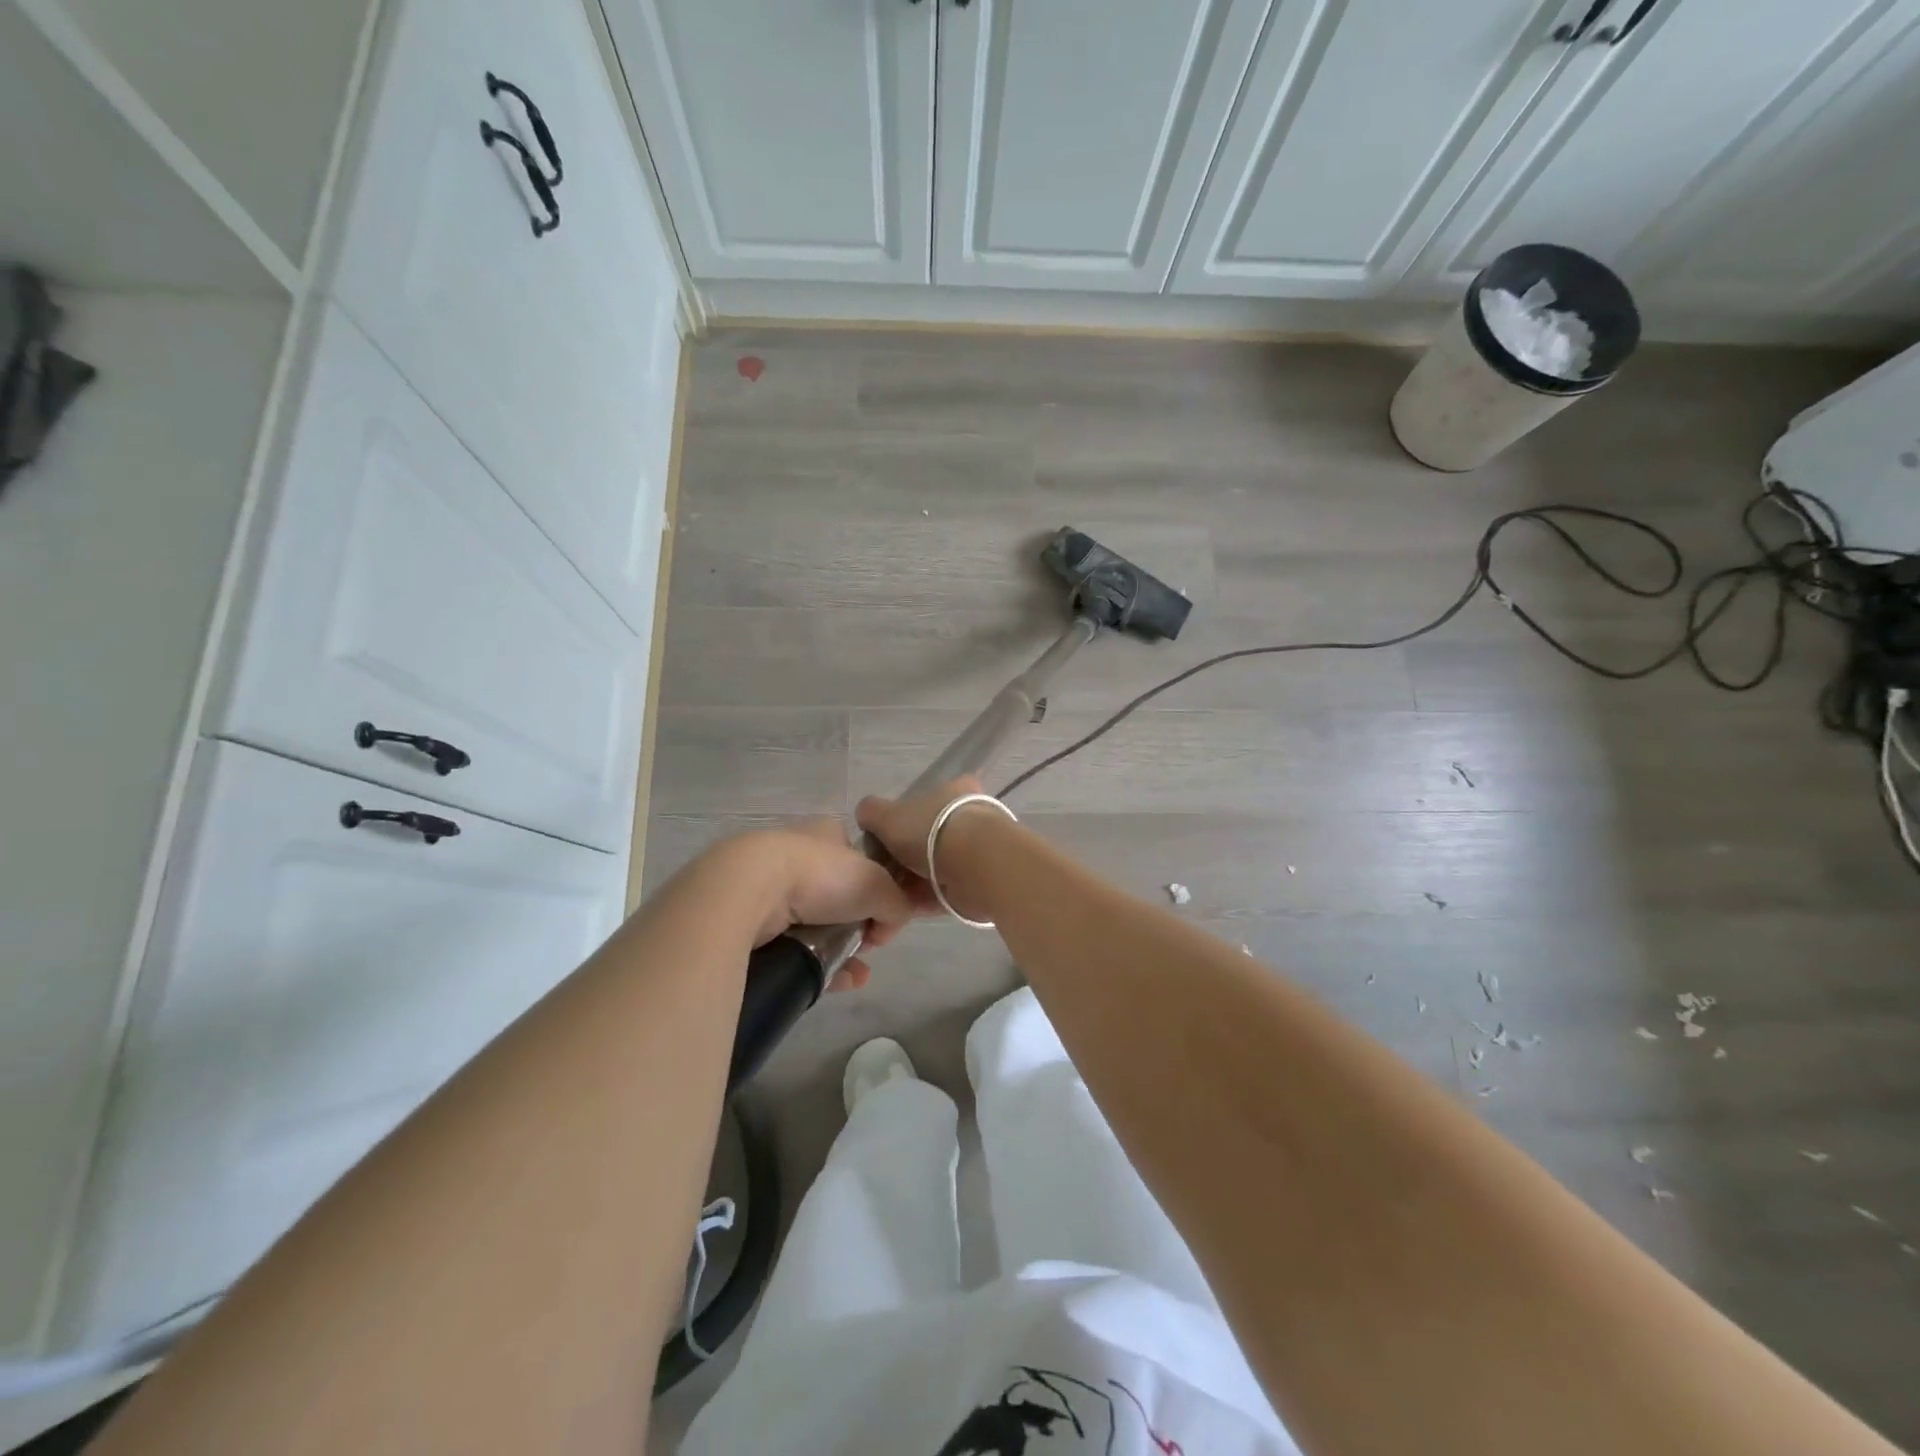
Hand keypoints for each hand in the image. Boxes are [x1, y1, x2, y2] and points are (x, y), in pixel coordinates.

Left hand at [735, 820, 938, 990]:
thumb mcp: (877, 884)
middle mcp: (796, 855)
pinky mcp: (747, 921)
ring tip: (855, 974)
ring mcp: (768, 888)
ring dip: (840, 951)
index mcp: (825, 834)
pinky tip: (834, 983)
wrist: (746, 893)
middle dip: (858, 925)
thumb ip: (897, 903)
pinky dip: (815, 966)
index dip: (876, 885)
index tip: (884, 912)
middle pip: (837, 895)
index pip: (858, 856)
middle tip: (868, 945)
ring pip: (814, 925)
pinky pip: (790, 948)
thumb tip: (888, 927)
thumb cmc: (818, 875)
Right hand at [855, 778, 1002, 922]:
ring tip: (881, 902)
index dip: (898, 822)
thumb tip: (866, 816)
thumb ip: (872, 812)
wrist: (976, 865)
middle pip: (925, 840)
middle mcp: (967, 818)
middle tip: (877, 877)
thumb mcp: (888, 815)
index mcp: (953, 792)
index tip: (882, 842)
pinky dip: (919, 903)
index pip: (923, 802)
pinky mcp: (976, 884)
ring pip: (931, 870)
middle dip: (900, 861)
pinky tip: (895, 915)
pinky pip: (940, 893)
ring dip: (907, 886)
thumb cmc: (931, 830)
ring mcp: (974, 852)